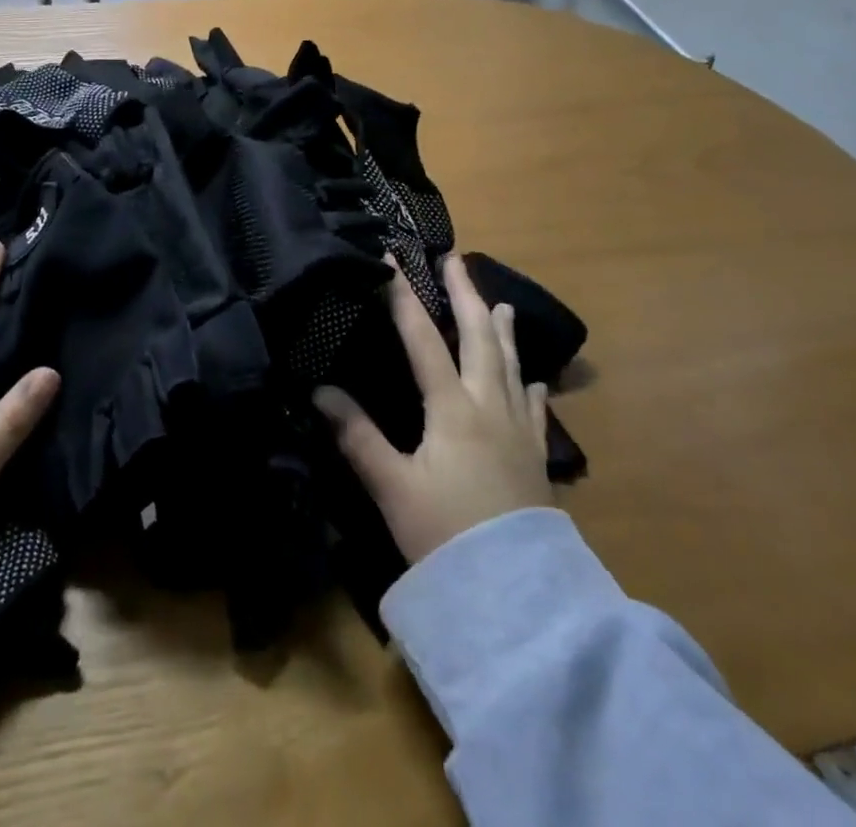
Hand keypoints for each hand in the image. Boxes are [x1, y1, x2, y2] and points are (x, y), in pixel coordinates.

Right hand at [315, 255, 553, 564]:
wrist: (518, 596)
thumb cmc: (447, 536)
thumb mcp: (393, 487)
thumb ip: (357, 437)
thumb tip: (320, 390)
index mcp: (452, 408)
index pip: (422, 339)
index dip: (404, 297)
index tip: (393, 259)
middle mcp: (488, 406)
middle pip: (478, 337)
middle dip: (465, 294)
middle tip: (456, 260)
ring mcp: (518, 431)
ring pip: (510, 365)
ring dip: (502, 329)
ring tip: (502, 304)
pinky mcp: (535, 458)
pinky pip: (534, 409)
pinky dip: (530, 386)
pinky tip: (533, 379)